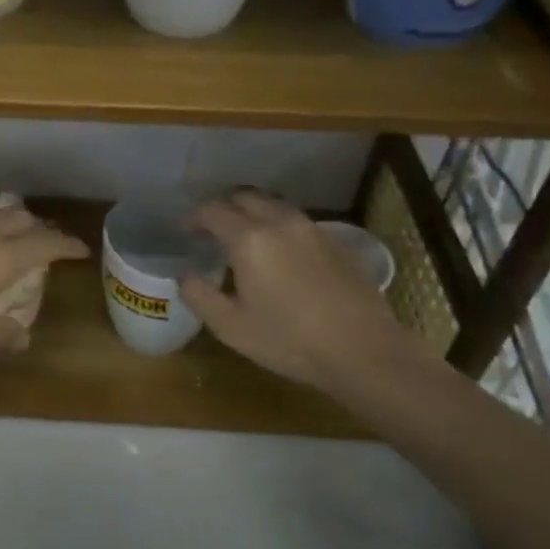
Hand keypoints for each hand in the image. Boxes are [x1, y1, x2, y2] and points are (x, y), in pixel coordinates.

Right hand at [179, 191, 408, 387]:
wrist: (364, 351)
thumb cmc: (290, 340)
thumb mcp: (231, 327)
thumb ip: (200, 296)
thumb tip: (185, 276)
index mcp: (249, 239)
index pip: (213, 211)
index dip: (194, 217)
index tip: (185, 230)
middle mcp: (280, 223)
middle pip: (245, 197)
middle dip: (224, 207)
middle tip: (212, 229)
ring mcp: (312, 229)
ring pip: (274, 206)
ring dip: (253, 213)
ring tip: (246, 237)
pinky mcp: (336, 242)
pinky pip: (298, 222)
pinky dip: (279, 226)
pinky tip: (282, 253)